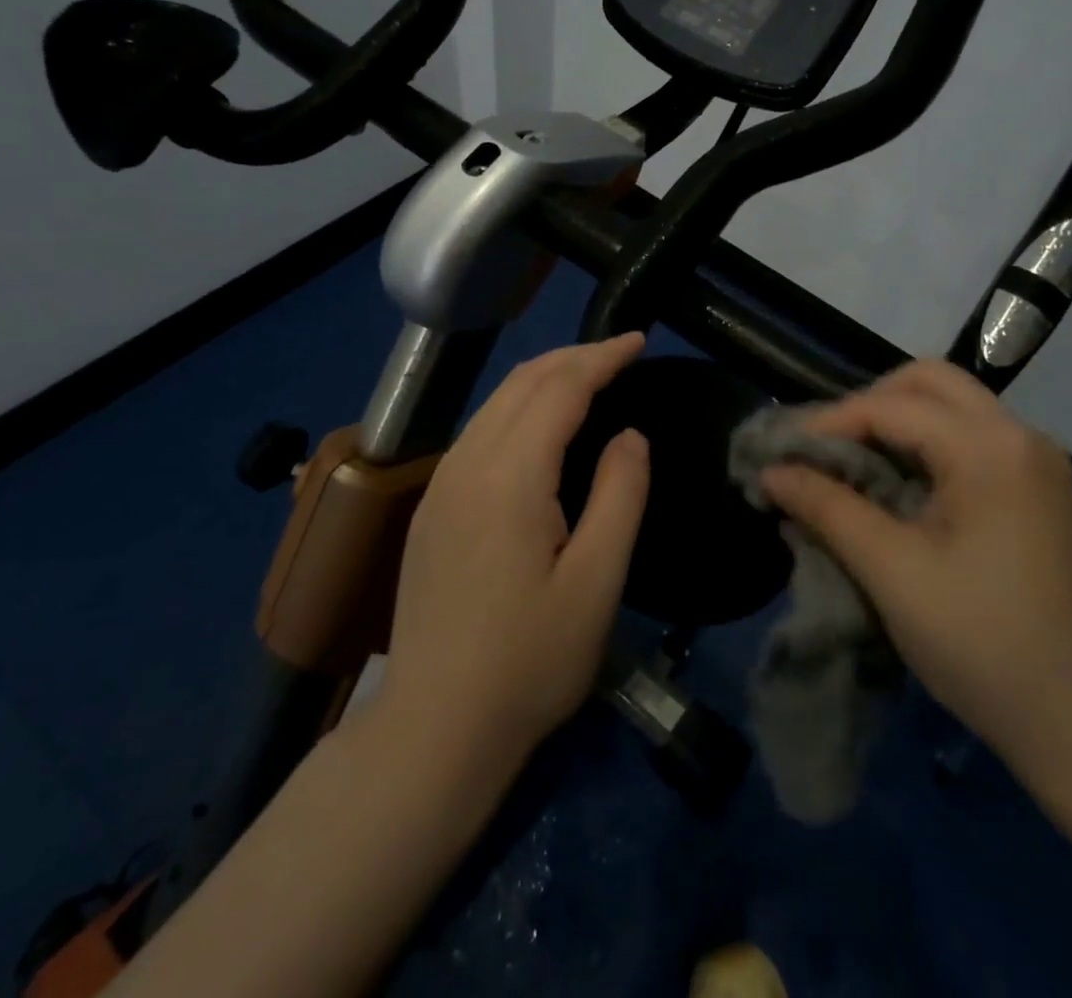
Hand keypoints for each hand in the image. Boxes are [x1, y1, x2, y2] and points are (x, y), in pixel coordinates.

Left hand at [378, 334, 650, 781]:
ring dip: (545, 376)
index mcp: (509, 476)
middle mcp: (466, 464)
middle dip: (575, 355)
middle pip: (523, 381)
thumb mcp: (596, 582)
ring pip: (496, 401)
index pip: (560, 387)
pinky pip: (480, 429)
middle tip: (622, 353)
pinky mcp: (431, 507)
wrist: (434, 729)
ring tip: (590, 376)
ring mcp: (440, 484)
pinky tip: (541, 424)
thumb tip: (629, 434)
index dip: (602, 357)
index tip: (639, 341)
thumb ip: (620, 495)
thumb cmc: (529, 661)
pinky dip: (519, 405)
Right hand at [760, 359, 1071, 759]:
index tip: (784, 453)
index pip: (891, 406)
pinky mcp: (1039, 491)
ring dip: (897, 423)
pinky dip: (926, 447)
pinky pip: (971, 440)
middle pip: (931, 383)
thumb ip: (827, 508)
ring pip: (953, 408)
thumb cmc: (982, 644)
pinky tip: (896, 487)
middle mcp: (1020, 437)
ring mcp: (1036, 463)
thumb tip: (771, 472)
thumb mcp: (891, 572)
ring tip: (851, 466)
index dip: (829, 423)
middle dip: (869, 404)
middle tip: (826, 448)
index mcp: (990, 448)